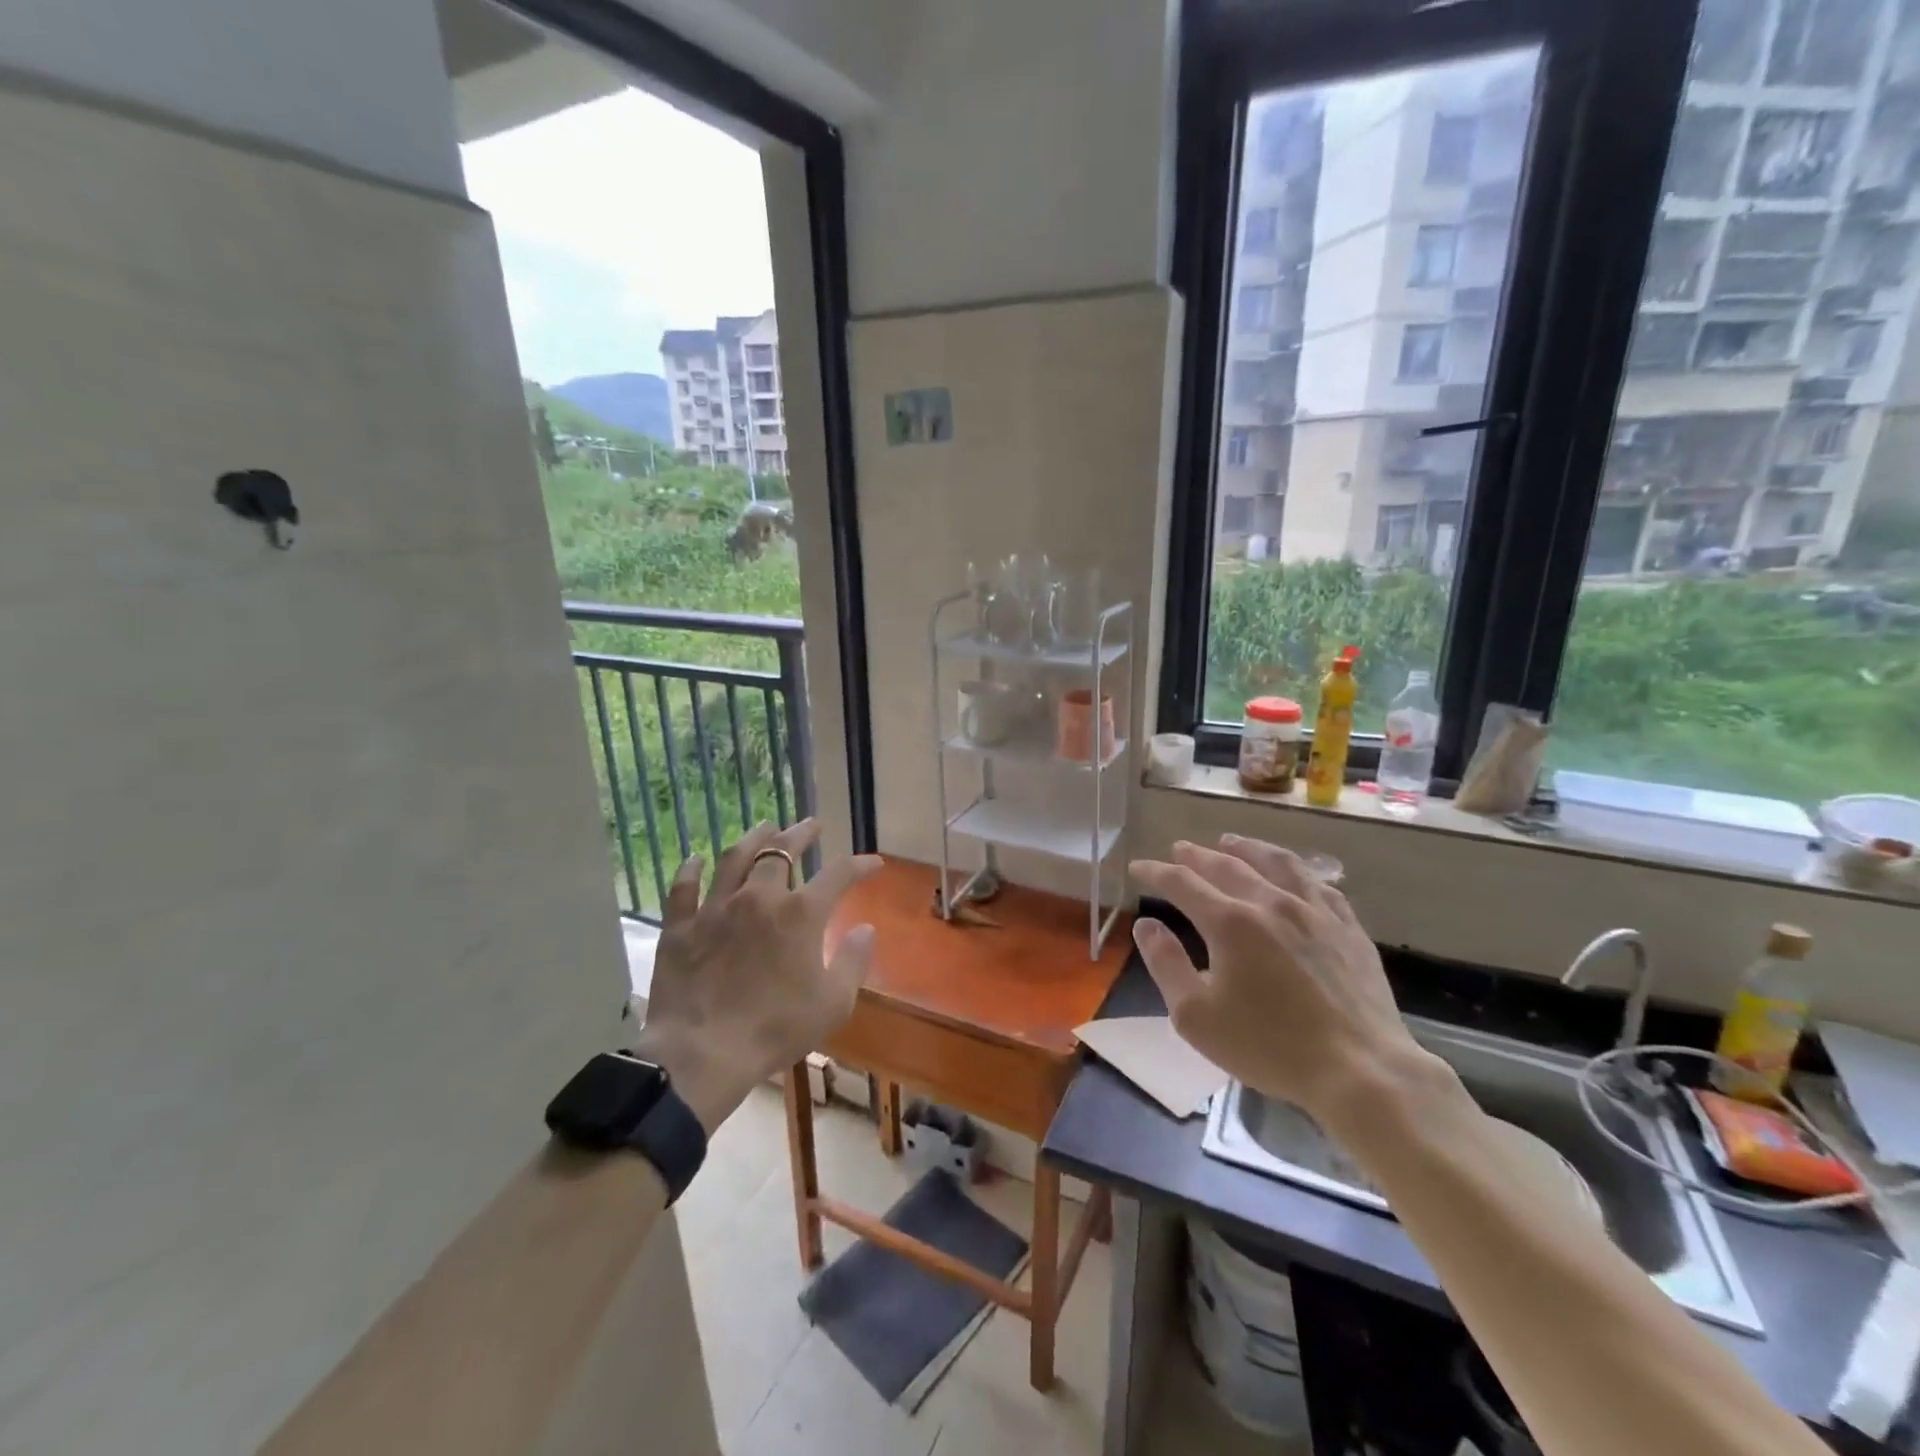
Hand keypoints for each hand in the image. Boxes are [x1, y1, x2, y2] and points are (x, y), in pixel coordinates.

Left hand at [634, 819, 882, 1134]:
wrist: (702, 1054)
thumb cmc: (776, 1029)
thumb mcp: (833, 1003)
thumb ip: (854, 961)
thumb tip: (866, 928)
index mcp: (800, 914)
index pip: (839, 874)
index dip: (859, 865)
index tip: (873, 864)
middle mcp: (759, 897)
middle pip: (781, 851)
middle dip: (801, 834)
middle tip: (811, 825)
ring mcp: (715, 908)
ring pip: (735, 858)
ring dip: (753, 839)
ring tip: (764, 827)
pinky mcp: (680, 926)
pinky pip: (684, 888)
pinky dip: (691, 870)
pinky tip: (695, 859)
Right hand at [1128, 836, 1439, 1124]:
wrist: (1361, 1071)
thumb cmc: (1269, 1047)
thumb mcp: (1196, 1016)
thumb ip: (1166, 964)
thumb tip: (1146, 925)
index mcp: (1230, 922)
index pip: (1182, 883)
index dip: (1156, 872)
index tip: (1138, 868)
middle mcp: (1271, 903)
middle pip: (1227, 865)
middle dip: (1197, 855)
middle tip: (1180, 849)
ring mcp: (1316, 912)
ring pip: (1277, 863)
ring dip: (1248, 848)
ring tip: (1232, 842)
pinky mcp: (1349, 929)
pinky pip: (1319, 885)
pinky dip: (1296, 871)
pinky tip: (1293, 875)